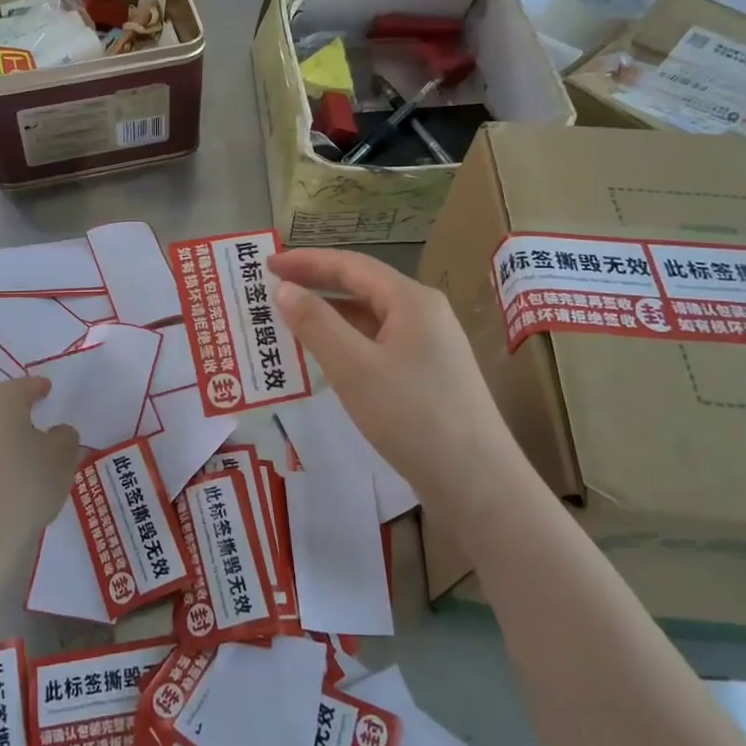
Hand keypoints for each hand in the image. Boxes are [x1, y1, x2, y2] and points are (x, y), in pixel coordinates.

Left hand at [0, 378, 80, 572]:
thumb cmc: (26, 485)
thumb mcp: (62, 457)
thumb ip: (65, 437)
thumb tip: (58, 433)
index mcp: (0, 403)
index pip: (22, 386)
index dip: (38, 387)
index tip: (49, 391)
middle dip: (19, 409)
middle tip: (41, 414)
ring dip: (8, 436)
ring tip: (33, 450)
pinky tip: (16, 476)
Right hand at [269, 248, 527, 509]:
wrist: (478, 483)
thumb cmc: (413, 416)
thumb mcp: (354, 368)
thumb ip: (316, 323)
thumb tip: (284, 288)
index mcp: (411, 300)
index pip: (351, 265)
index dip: (306, 261)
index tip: (266, 264)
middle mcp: (424, 313)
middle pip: (362, 287)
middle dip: (316, 285)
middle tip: (271, 290)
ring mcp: (430, 345)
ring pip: (370, 318)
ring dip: (329, 316)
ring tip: (289, 323)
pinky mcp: (429, 375)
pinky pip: (379, 345)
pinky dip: (347, 343)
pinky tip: (326, 358)